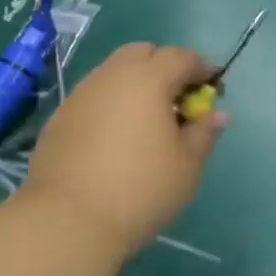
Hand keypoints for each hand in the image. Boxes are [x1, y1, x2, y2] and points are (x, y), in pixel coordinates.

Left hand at [23, 43, 225, 255]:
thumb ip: (203, 132)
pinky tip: (117, 138)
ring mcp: (80, 95)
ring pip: (113, 72)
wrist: (67, 222)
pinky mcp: (59, 118)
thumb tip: (216, 114)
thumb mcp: (187, 165)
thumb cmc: (141, 189)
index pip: (181, 57)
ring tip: (147, 121)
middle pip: (142, 53)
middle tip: (177, 100)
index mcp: (148, 80)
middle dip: (164, 67)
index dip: (201, 68)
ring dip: (135, 84)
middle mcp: (111, 77)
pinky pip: (93, 97)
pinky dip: (111, 104)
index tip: (212, 88)